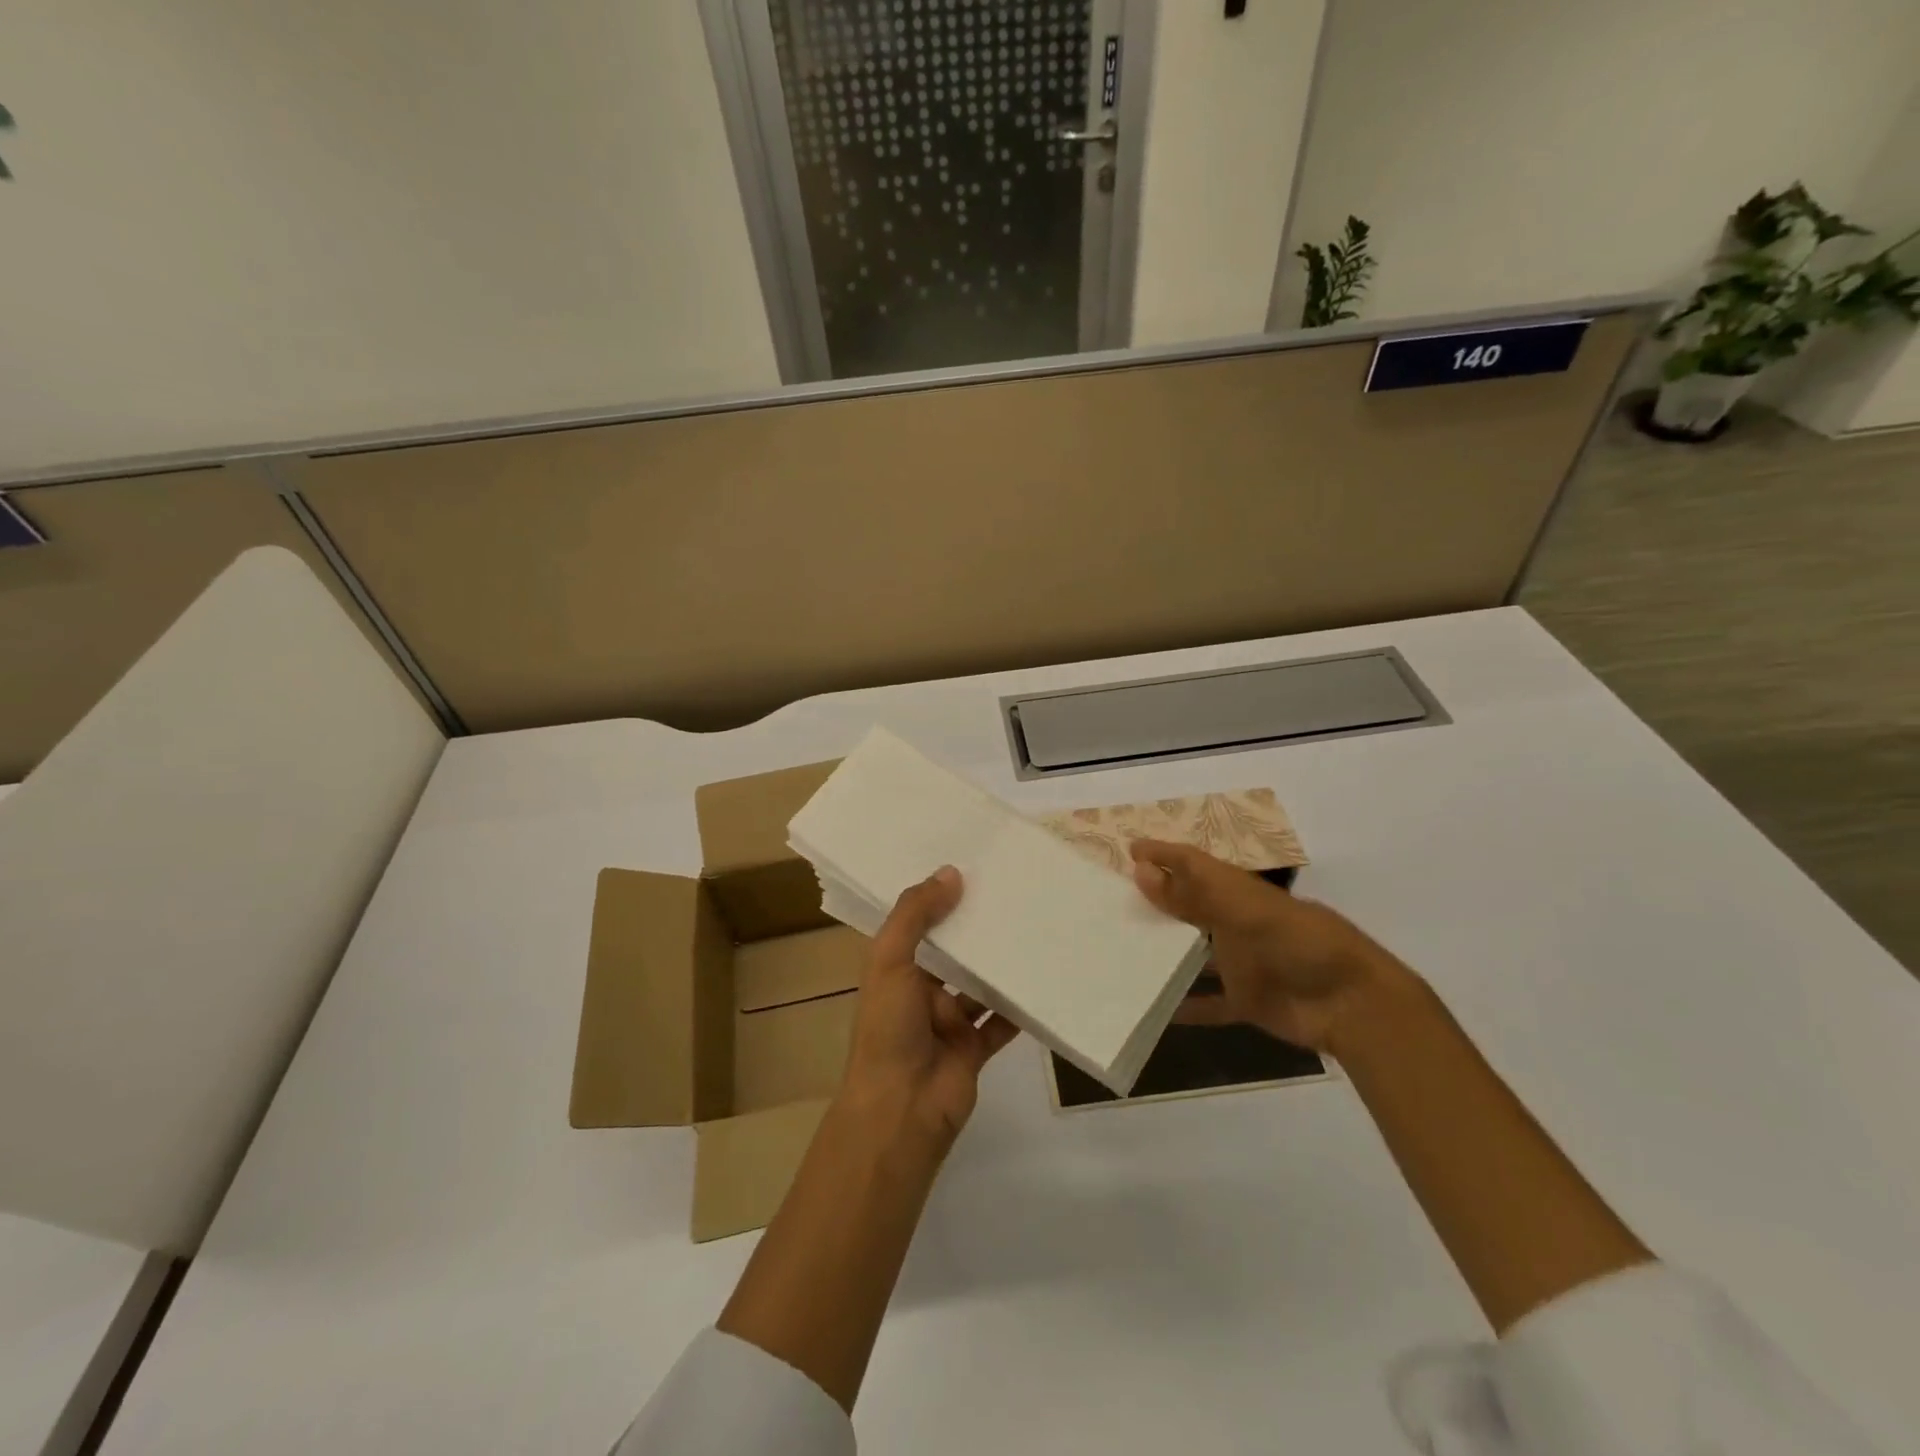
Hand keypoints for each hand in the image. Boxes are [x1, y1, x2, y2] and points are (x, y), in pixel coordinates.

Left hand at [839, 866, 1018, 1151]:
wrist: (901, 1112)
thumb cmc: (889, 1029)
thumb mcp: (890, 961)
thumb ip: (916, 915)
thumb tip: (951, 872)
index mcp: (895, 970)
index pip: (916, 924)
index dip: (937, 897)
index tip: (968, 864)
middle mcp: (920, 992)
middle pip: (952, 952)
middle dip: (975, 927)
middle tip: (1012, 889)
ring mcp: (949, 1021)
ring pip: (979, 984)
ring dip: (1000, 963)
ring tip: (1033, 925)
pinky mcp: (975, 1048)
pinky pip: (1002, 1021)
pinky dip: (1020, 1005)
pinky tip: (1043, 978)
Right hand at [1130, 839, 1414, 1053]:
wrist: (1355, 1006)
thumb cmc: (1300, 944)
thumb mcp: (1242, 912)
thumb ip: (1192, 895)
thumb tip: (1140, 870)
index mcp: (1238, 892)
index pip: (1193, 864)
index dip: (1163, 854)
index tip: (1126, 850)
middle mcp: (1236, 922)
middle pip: (1189, 906)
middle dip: (1156, 900)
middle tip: (1110, 901)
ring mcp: (1241, 962)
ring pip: (1193, 953)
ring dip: (1164, 952)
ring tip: (1120, 952)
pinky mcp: (1247, 1000)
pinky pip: (1208, 1002)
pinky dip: (1185, 1005)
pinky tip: (1153, 1009)